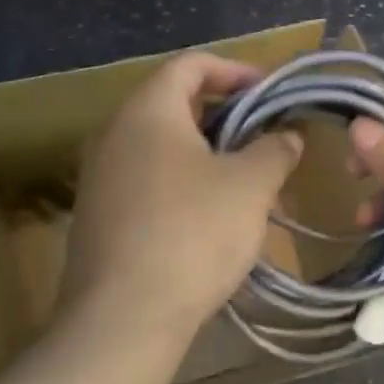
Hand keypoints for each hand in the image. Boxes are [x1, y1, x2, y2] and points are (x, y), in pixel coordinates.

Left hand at [63, 53, 302, 340]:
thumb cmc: (192, 233)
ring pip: (159, 147)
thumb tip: (286, 136)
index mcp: (147, 112)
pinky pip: (145, 182)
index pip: (189, 65)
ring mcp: (99, 179)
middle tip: (262, 136)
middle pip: (172, 104)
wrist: (122, 319)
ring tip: (243, 179)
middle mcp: (114, 135)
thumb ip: (274, 150)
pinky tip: (207, 218)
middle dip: (223, 114)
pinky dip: (180, 183)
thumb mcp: (250, 186)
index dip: (233, 69)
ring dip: (203, 153)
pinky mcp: (97, 218)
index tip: (268, 91)